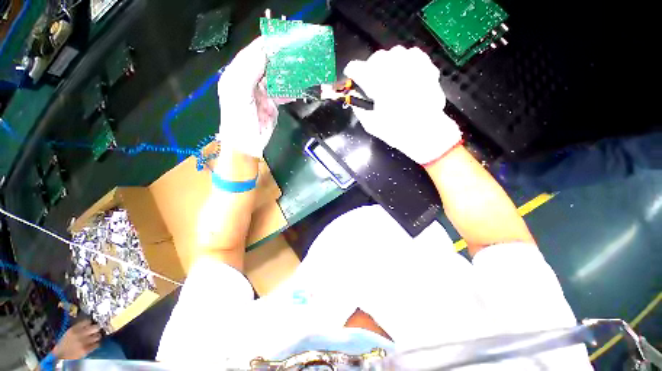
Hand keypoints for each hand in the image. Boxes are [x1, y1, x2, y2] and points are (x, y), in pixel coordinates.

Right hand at [52, 320, 101, 359]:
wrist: (59, 357)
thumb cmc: (63, 345)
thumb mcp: (68, 334)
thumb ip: (77, 329)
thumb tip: (87, 324)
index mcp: (73, 329)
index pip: (87, 321)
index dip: (91, 322)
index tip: (92, 323)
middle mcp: (79, 334)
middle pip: (95, 327)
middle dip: (97, 328)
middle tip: (96, 330)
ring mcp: (83, 342)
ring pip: (97, 336)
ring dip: (97, 337)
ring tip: (95, 337)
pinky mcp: (86, 350)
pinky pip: (96, 344)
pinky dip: (96, 344)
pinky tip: (94, 344)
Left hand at [217, 36, 286, 157]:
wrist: (247, 144)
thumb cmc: (239, 119)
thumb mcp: (240, 93)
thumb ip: (250, 70)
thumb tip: (265, 50)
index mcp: (236, 75)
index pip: (251, 54)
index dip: (265, 44)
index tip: (280, 37)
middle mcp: (249, 81)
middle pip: (265, 64)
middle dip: (279, 58)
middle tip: (294, 51)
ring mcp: (261, 93)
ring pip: (275, 78)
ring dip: (287, 74)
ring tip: (299, 67)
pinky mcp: (271, 104)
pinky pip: (282, 93)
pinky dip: (289, 91)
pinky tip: (297, 88)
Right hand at [344, 46, 462, 164]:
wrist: (426, 132)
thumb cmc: (396, 130)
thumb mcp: (370, 124)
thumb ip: (358, 106)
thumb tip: (353, 94)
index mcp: (376, 82)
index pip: (355, 68)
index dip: (351, 73)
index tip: (352, 79)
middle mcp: (393, 67)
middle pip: (374, 58)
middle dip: (370, 69)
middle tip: (372, 83)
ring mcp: (411, 63)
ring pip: (393, 53)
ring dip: (387, 65)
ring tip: (389, 79)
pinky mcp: (425, 65)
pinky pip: (410, 54)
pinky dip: (404, 62)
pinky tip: (405, 75)